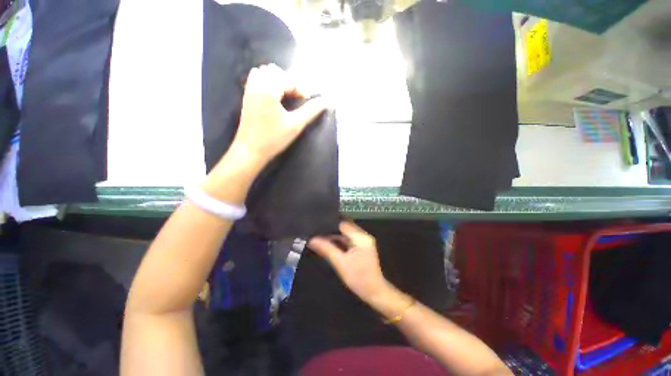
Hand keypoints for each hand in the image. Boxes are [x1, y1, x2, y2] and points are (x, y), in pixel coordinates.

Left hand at [230, 64, 326, 166]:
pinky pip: (256, 79)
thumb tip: (325, 101)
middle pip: (276, 71)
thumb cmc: (274, 139)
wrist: (250, 150)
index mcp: (269, 90)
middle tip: (297, 98)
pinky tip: (274, 96)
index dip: (301, 89)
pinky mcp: (246, 96)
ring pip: (264, 73)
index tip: (307, 101)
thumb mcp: (295, 125)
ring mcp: (249, 89)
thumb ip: (311, 111)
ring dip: (278, 80)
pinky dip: (267, 82)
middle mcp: (257, 85)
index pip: (288, 79)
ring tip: (286, 96)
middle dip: (289, 82)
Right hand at [308, 221, 391, 302]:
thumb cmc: (358, 278)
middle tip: (315, 232)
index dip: (329, 224)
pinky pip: (347, 240)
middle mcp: (363, 236)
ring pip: (345, 234)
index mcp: (361, 237)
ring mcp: (363, 241)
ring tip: (318, 237)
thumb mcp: (340, 263)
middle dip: (330, 230)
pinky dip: (338, 242)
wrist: (374, 292)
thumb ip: (326, 249)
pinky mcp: (361, 247)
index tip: (316, 225)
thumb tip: (312, 240)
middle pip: (344, 228)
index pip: (343, 224)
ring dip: (334, 236)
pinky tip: (328, 244)